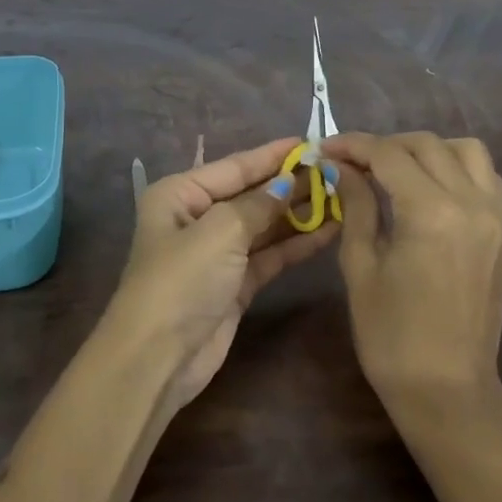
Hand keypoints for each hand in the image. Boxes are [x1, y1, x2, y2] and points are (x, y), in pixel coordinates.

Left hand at [106, 137, 338, 408]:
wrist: (158, 358)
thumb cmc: (181, 280)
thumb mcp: (220, 231)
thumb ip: (259, 204)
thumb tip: (288, 182)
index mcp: (181, 194)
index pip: (235, 166)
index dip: (273, 155)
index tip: (312, 142)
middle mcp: (198, 218)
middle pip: (252, 195)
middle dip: (292, 185)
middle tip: (337, 172)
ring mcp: (218, 253)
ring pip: (265, 226)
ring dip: (299, 214)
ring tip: (343, 198)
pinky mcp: (235, 284)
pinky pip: (270, 255)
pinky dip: (296, 244)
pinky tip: (329, 232)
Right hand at [319, 132, 501, 412]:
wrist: (447, 391)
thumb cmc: (391, 335)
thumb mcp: (361, 266)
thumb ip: (355, 206)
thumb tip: (342, 168)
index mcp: (431, 212)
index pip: (389, 155)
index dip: (353, 145)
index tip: (326, 148)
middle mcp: (471, 203)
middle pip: (427, 145)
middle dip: (386, 145)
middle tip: (354, 163)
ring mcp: (495, 217)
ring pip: (467, 151)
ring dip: (428, 150)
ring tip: (397, 171)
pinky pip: (486, 179)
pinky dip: (457, 169)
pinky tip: (430, 190)